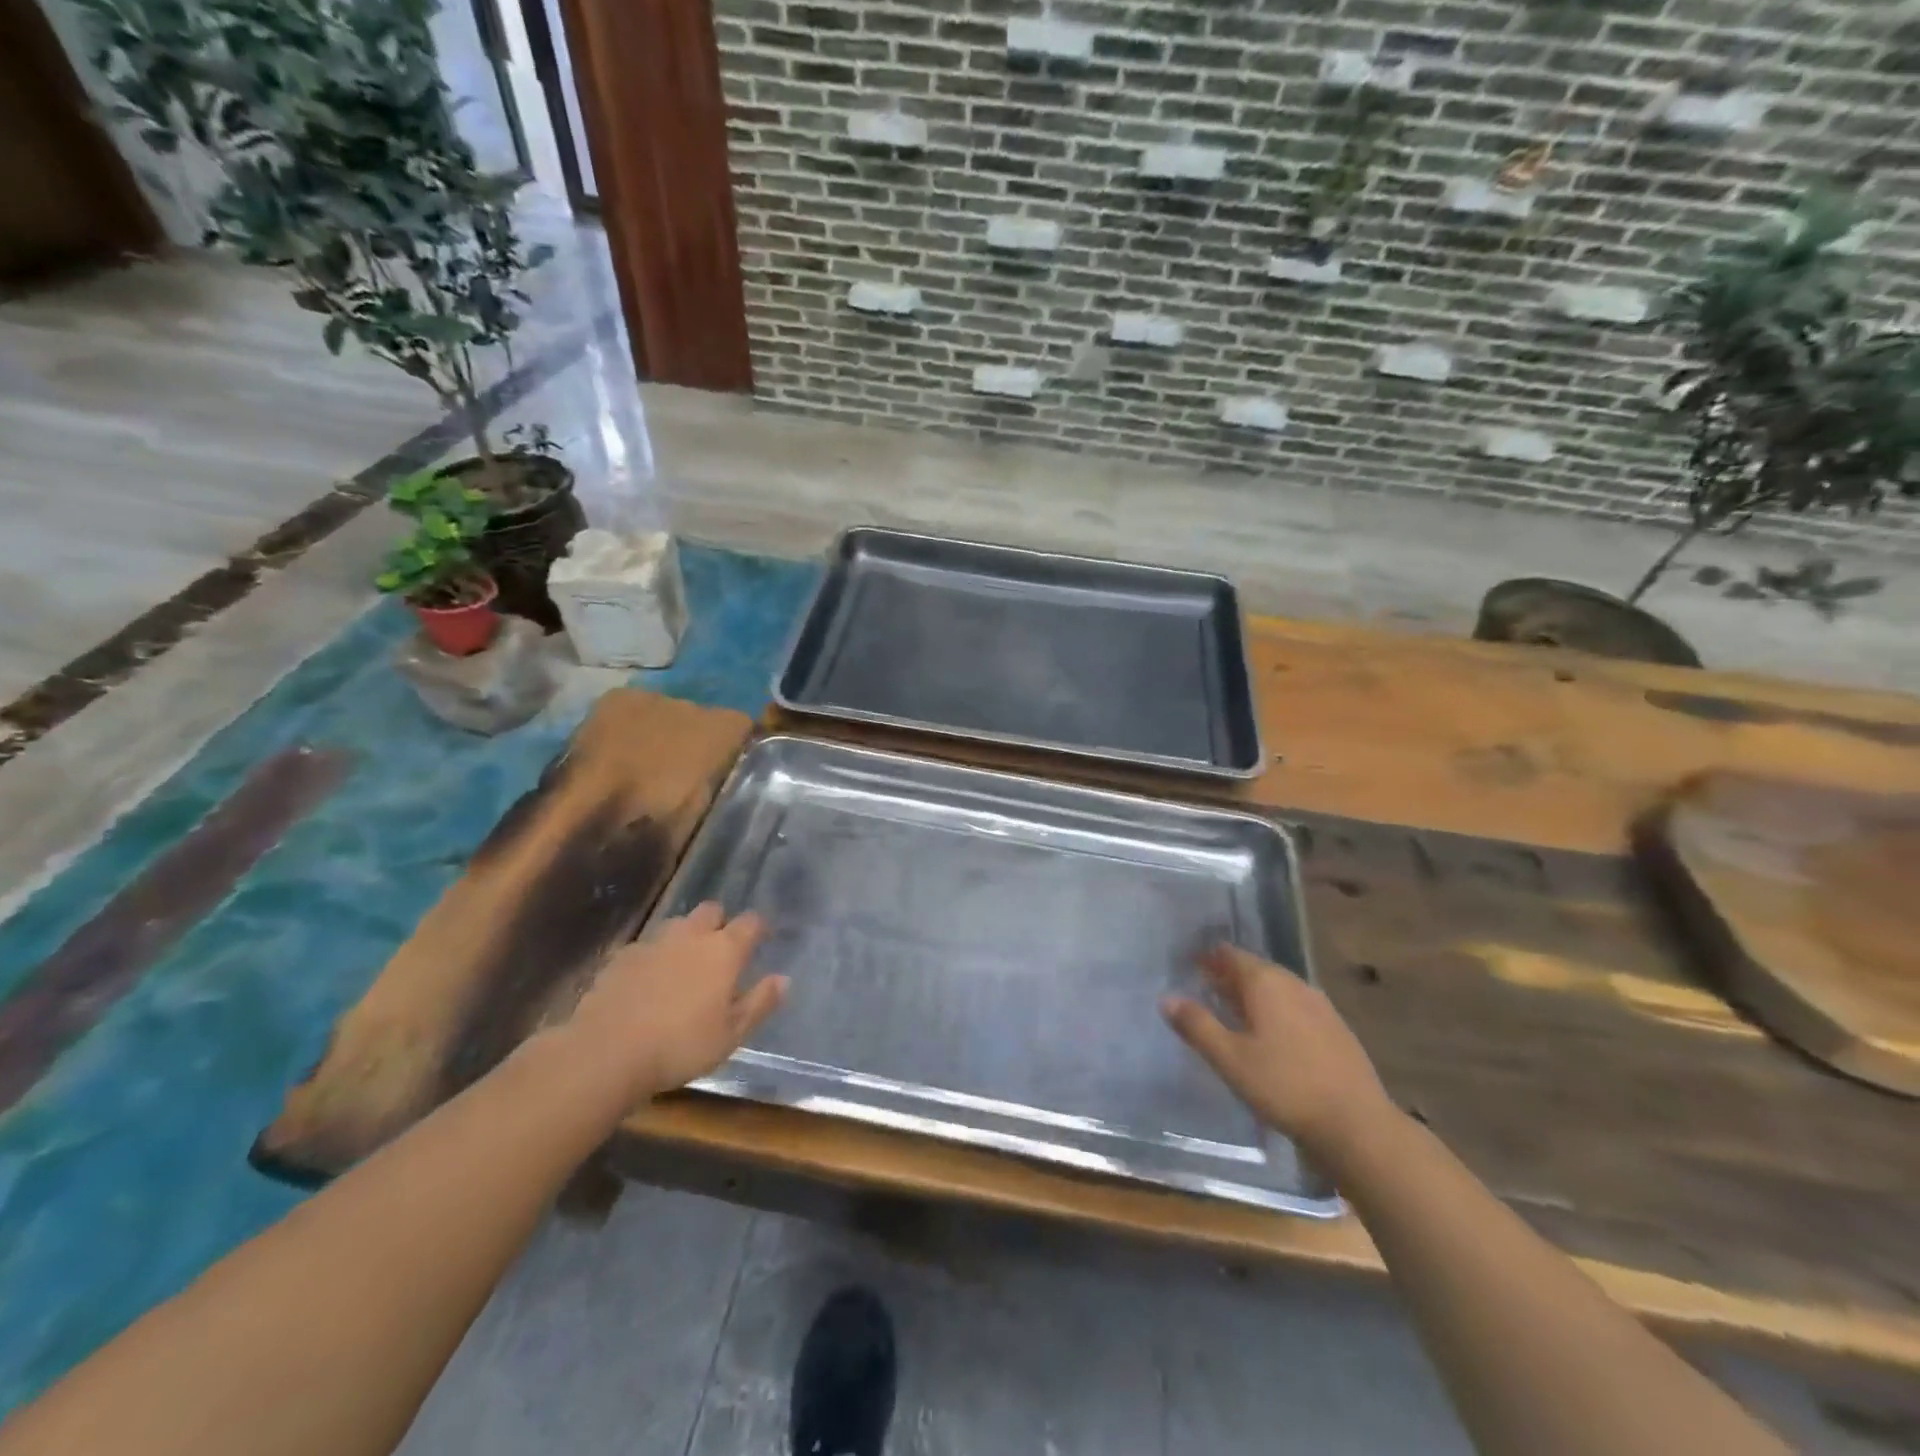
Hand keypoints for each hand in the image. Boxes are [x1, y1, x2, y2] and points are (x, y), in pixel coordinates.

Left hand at [563, 902, 786, 1106]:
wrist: (606, 1052)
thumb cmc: (680, 1046)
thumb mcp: (731, 1035)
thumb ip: (759, 1003)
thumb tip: (783, 979)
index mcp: (724, 950)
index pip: (750, 922)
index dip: (758, 927)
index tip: (762, 938)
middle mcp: (691, 936)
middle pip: (711, 911)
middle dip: (719, 922)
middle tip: (721, 950)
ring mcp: (653, 943)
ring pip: (676, 925)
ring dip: (685, 936)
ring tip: (684, 964)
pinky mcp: (621, 958)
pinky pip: (646, 947)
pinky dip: (653, 957)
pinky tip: (648, 982)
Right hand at [1163, 945, 1393, 1159]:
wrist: (1357, 1125)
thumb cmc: (1284, 1086)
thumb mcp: (1230, 1058)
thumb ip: (1197, 1025)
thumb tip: (1167, 998)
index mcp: (1266, 983)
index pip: (1230, 955)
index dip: (1208, 957)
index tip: (1189, 965)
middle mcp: (1294, 984)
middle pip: (1255, 969)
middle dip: (1229, 976)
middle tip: (1206, 988)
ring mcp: (1320, 1006)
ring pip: (1277, 989)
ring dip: (1254, 995)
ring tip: (1233, 1012)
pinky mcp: (1337, 1030)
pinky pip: (1296, 1008)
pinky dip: (1276, 1011)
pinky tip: (1272, 1036)